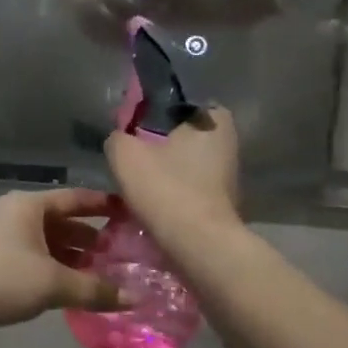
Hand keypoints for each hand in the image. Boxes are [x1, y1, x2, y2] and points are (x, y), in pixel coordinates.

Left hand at [0, 189, 126, 339]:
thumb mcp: (52, 283)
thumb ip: (93, 290)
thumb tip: (132, 298)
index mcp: (30, 206)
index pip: (76, 198)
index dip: (104, 205)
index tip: (130, 213)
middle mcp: (15, 215)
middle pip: (62, 222)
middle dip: (90, 239)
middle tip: (121, 256)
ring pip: (46, 244)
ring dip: (71, 258)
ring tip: (100, 277)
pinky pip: (31, 260)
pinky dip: (52, 270)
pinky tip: (66, 290)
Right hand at [106, 107, 241, 241]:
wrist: (198, 245)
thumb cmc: (166, 189)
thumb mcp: (125, 154)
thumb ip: (118, 137)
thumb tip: (121, 140)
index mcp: (212, 117)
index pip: (176, 103)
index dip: (150, 114)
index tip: (131, 131)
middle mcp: (228, 140)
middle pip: (181, 135)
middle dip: (158, 145)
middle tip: (131, 158)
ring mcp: (229, 173)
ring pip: (186, 163)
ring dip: (165, 171)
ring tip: (138, 184)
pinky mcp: (224, 201)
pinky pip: (191, 187)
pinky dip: (174, 192)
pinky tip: (154, 203)